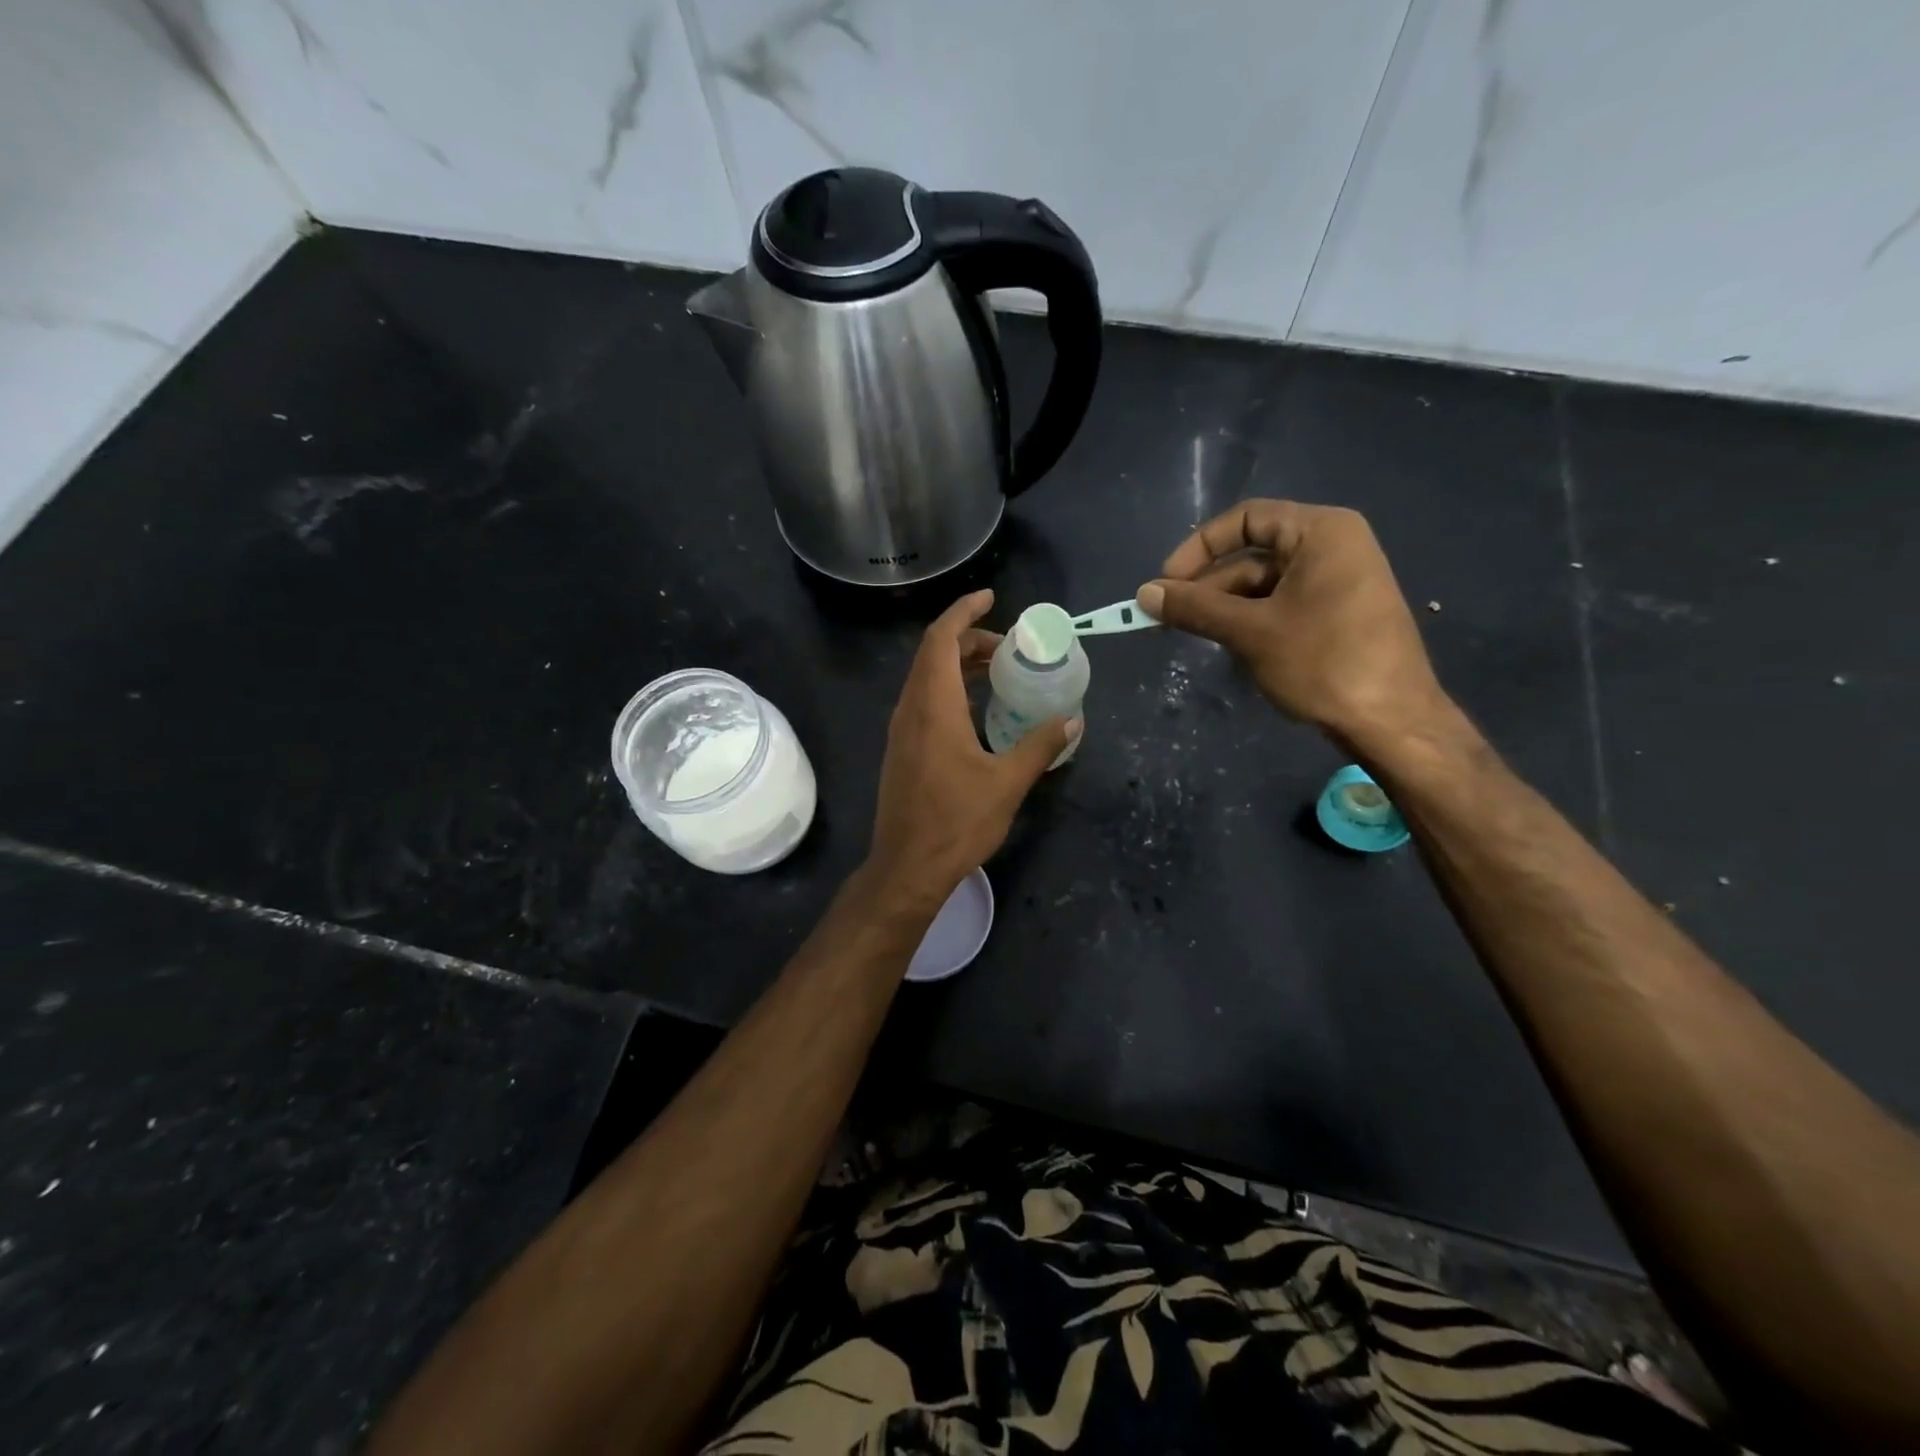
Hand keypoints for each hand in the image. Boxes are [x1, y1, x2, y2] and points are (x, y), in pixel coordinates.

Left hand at [864, 590, 1077, 909]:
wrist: (907, 868)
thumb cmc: (956, 823)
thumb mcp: (1007, 783)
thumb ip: (1040, 746)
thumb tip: (1071, 718)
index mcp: (933, 707)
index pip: (941, 639)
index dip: (963, 612)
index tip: (990, 598)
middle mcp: (910, 710)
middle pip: (932, 654)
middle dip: (968, 639)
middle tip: (1008, 646)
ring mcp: (901, 731)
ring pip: (925, 678)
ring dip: (957, 665)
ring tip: (996, 671)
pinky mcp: (901, 750)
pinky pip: (923, 701)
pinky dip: (948, 689)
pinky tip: (976, 710)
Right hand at [1136, 500, 1450, 750]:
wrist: (1392, 721)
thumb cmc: (1323, 662)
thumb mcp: (1251, 631)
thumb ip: (1195, 608)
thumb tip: (1143, 593)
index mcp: (1321, 532)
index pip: (1246, 519)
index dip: (1199, 547)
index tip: (1166, 582)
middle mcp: (1333, 548)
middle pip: (1252, 556)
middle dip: (1208, 588)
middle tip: (1167, 620)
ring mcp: (1339, 584)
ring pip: (1264, 587)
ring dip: (1226, 610)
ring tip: (1196, 639)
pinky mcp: (1338, 616)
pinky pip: (1282, 607)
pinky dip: (1251, 624)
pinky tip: (1232, 650)